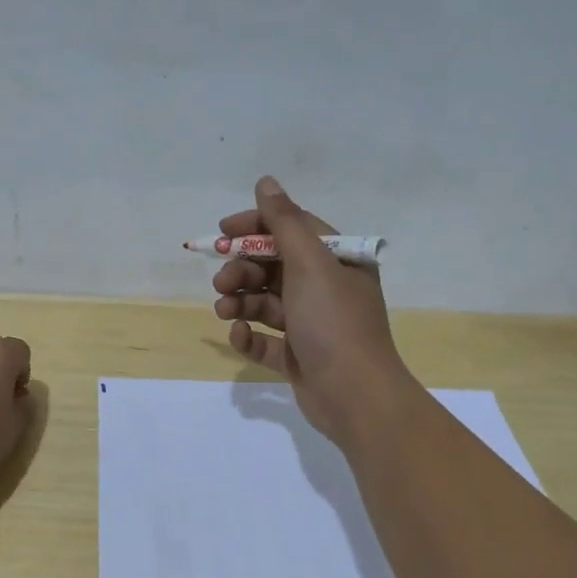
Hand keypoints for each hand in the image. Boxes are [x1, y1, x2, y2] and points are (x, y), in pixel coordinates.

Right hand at [212, 176, 418, 443]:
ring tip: (224, 311)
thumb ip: (283, 222)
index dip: (256, 227)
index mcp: (337, 260)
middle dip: (242, 269)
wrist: (355, 395)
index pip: (292, 229)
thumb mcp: (309, 263)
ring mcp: (311, 324)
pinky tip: (240, 336)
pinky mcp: (298, 356)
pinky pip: (265, 339)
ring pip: (265, 302)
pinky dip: (249, 335)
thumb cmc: (333, 321)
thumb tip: (265, 182)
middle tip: (221, 281)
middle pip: (274, 266)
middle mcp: (326, 288)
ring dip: (240, 301)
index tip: (223, 232)